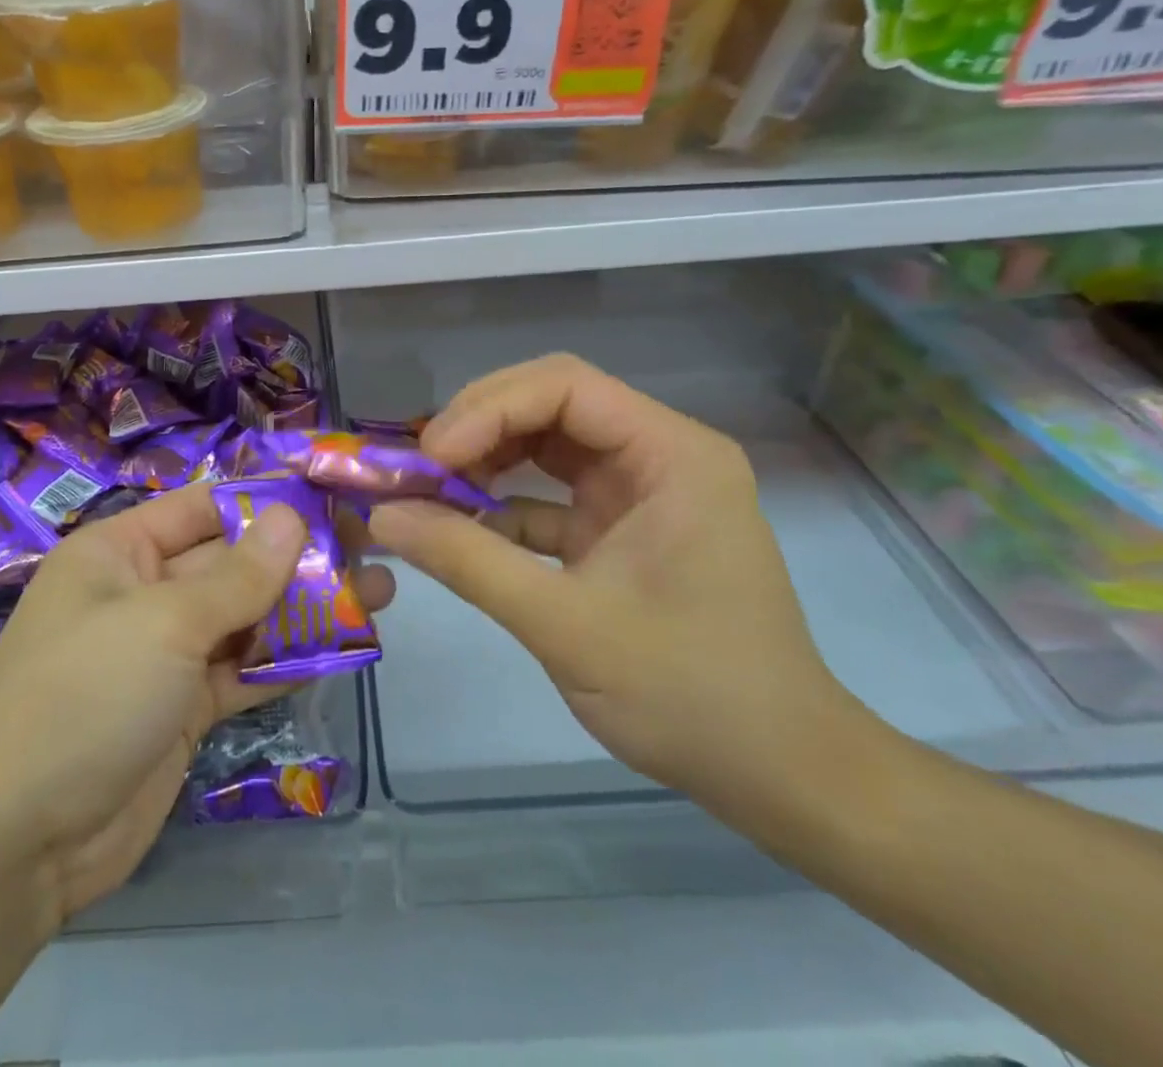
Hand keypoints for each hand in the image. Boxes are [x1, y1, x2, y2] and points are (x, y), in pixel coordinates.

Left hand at [0, 485, 393, 928]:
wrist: (17, 843)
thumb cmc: (84, 697)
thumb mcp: (163, 623)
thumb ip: (236, 576)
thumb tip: (292, 517)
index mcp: (119, 552)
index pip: (204, 507)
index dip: (267, 498)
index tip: (333, 494)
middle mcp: (143, 593)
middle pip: (231, 562)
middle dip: (298, 556)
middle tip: (372, 546)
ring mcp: (165, 654)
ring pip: (245, 617)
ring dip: (305, 607)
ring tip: (379, 592)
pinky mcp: (184, 707)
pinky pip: (244, 669)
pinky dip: (288, 660)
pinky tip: (346, 646)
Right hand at [367, 355, 859, 820]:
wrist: (779, 775)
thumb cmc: (690, 694)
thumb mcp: (564, 624)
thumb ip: (467, 560)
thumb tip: (382, 516)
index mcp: (671, 455)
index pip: (564, 387)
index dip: (487, 409)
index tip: (430, 456)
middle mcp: (658, 455)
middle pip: (550, 403)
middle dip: (477, 428)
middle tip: (417, 468)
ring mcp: (638, 491)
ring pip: (544, 443)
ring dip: (483, 461)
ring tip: (427, 491)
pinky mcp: (619, 528)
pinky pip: (547, 494)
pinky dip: (499, 506)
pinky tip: (457, 530)